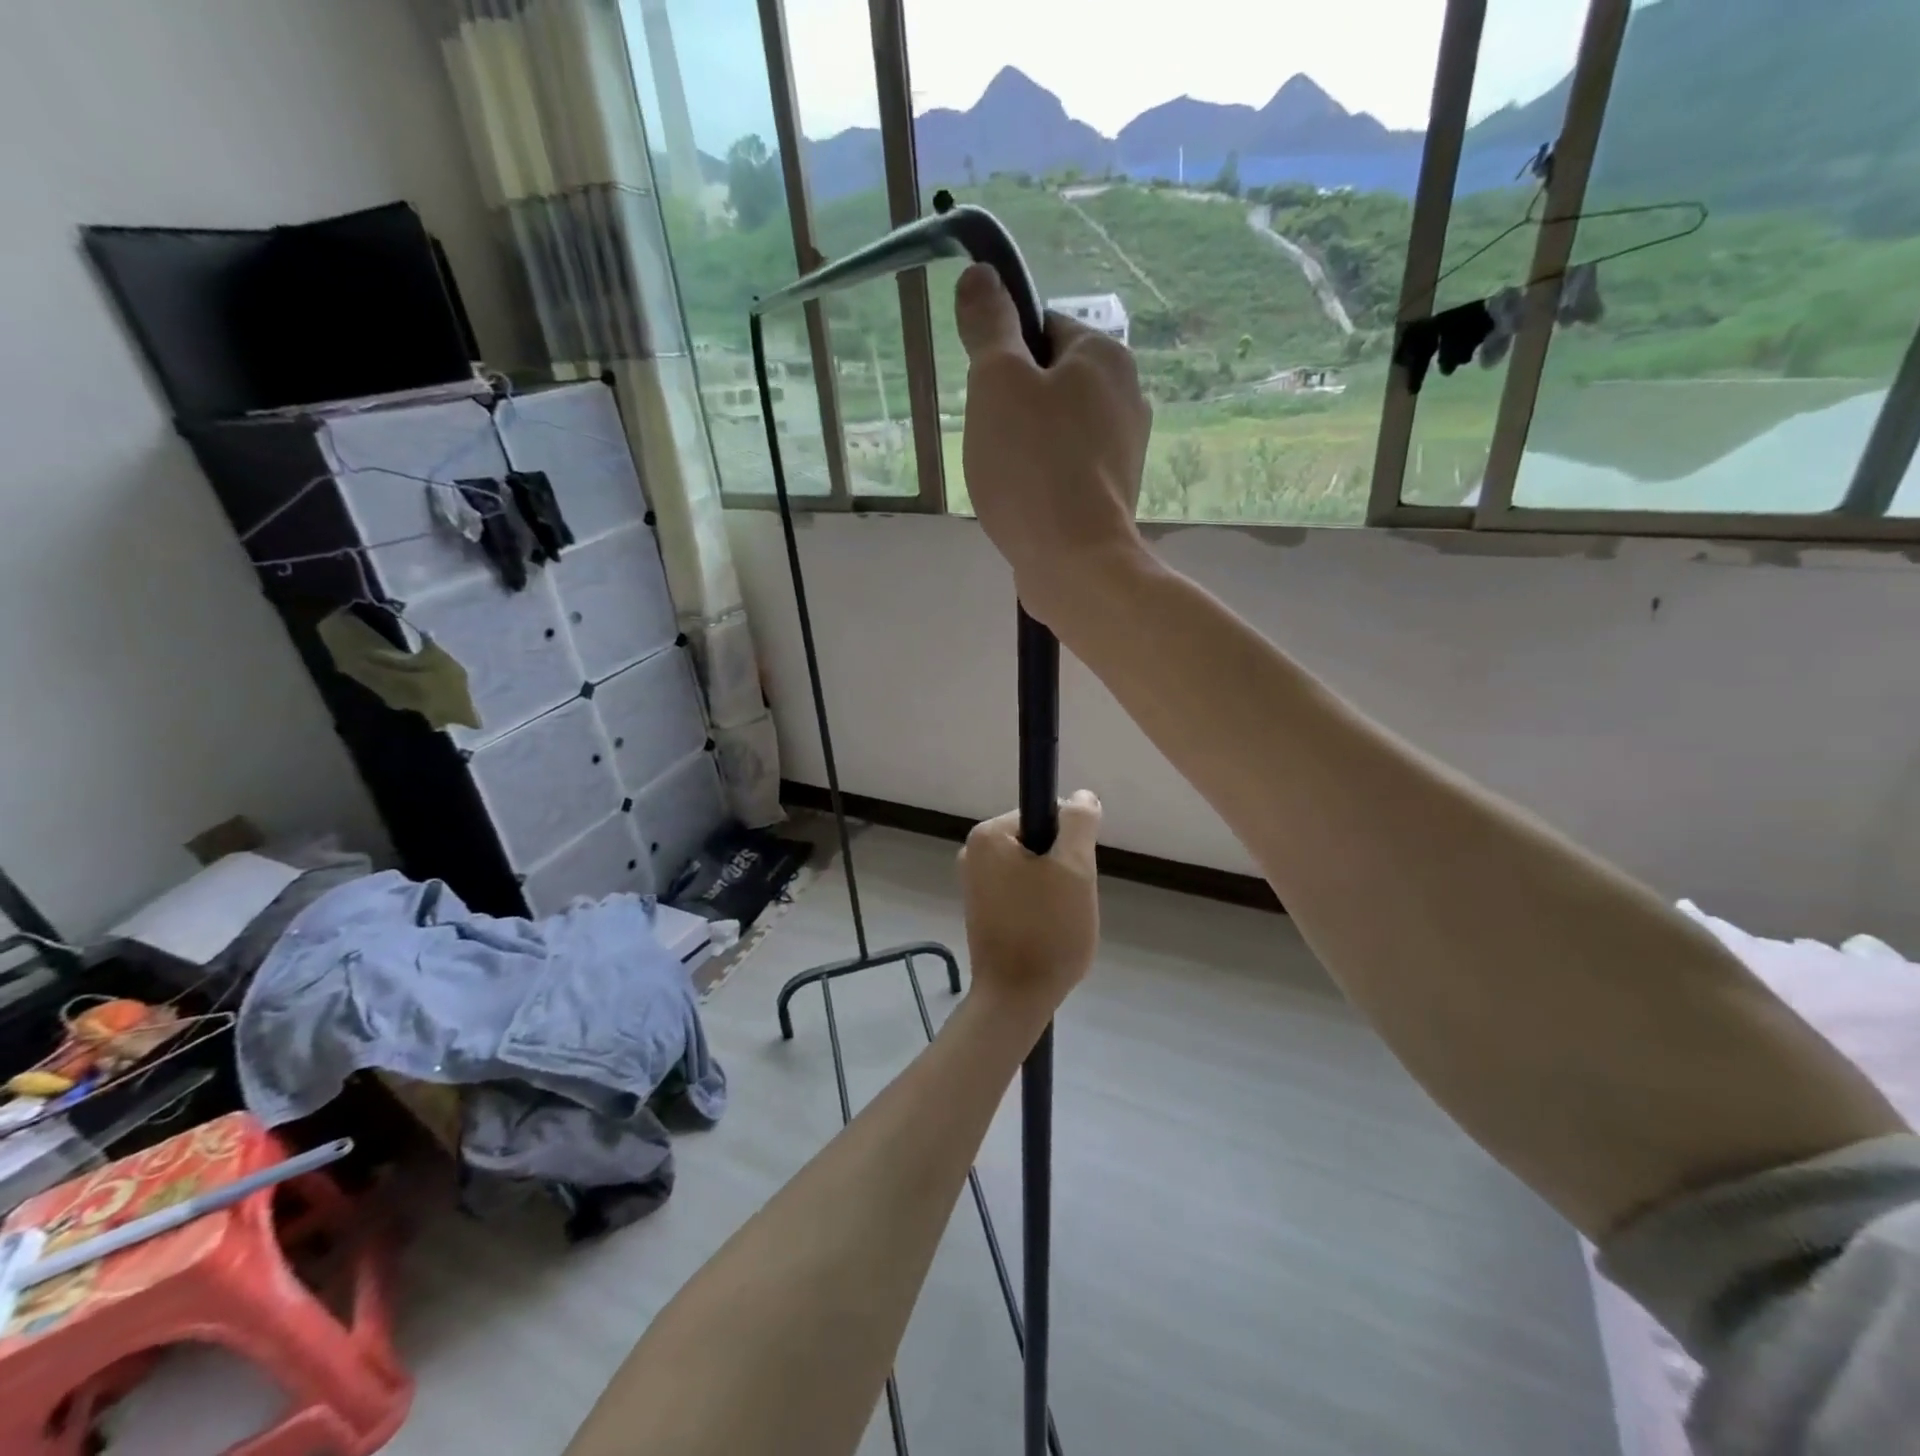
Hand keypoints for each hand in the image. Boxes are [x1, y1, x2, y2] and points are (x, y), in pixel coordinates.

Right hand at [955, 266, 1152, 627]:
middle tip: (992, 440)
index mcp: (1105, 355)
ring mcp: (1125, 448)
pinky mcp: (1115, 492)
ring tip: (1007, 477)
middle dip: (1014, 405)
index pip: (1043, 327)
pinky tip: (1026, 502)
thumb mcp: (997, 383)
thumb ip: (989, 326)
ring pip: (1058, 428)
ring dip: (1026, 444)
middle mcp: (1127, 394)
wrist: (1076, 562)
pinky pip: (1068, 468)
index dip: (1004, 355)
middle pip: (1051, 380)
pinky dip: (1044, 478)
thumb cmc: (1033, 466)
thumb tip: (981, 274)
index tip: (986, 395)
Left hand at [959, 790, 1103, 1016]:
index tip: (1074, 876)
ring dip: (1053, 888)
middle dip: (1061, 867)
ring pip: (1033, 868)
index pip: (1046, 814)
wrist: (1016, 998)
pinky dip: (1038, 904)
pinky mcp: (981, 908)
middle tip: (1068, 902)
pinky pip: (1020, 891)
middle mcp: (973, 851)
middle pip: (1038, 841)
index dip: (1070, 842)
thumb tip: (1081, 797)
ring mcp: (974, 882)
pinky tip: (1044, 931)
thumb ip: (1079, 823)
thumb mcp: (1075, 868)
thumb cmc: (1048, 930)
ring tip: (1057, 920)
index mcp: (987, 835)